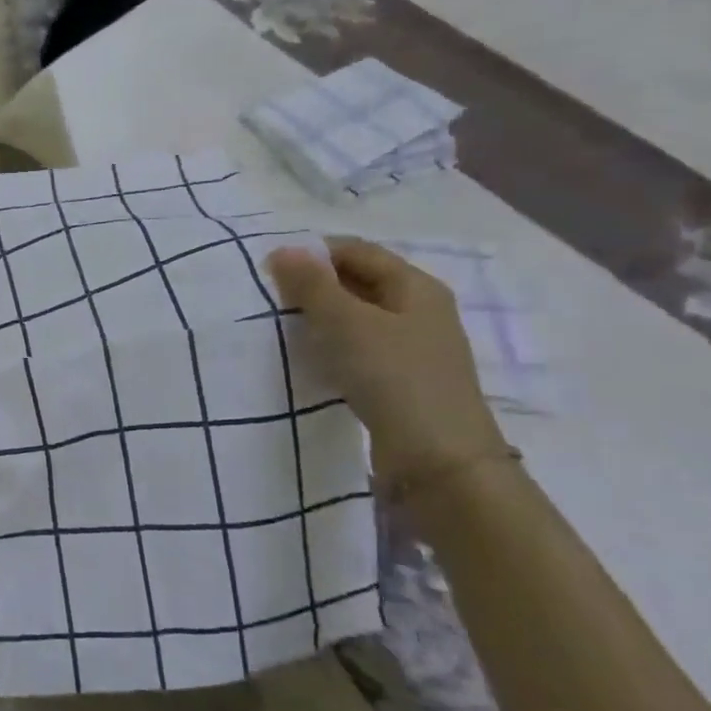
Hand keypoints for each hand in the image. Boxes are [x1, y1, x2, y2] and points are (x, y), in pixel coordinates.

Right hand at [267, 239, 508, 496]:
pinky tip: (308, 357)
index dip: (314, 252)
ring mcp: (412, 347)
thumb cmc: (394, 377)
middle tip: (271, 296)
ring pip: (356, 316)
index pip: (357, 251)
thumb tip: (283, 249)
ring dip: (319, 316)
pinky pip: (358, 347)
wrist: (438, 461)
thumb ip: (312, 284)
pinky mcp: (400, 378)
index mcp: (416, 287)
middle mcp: (419, 310)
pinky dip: (331, 344)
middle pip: (358, 281)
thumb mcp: (346, 323)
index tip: (271, 268)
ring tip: (282, 325)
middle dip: (314, 284)